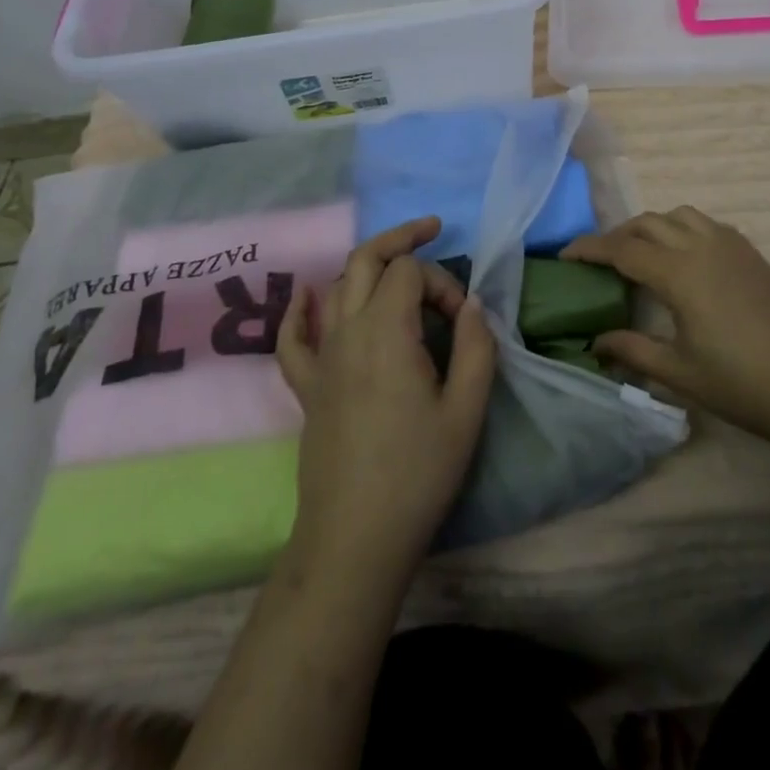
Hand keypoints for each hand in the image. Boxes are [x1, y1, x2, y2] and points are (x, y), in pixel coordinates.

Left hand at [277, 217, 495, 579]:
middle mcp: (347, 331)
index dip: (443, 281)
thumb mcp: (467, 410)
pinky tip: (308, 298)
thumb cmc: (418, 473)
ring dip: (367, 266)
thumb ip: (477, 346)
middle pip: (366, 259)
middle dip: (400, 239)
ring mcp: (321, 357)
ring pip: (337, 287)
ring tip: (397, 269)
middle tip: (431, 231)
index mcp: (387, 331)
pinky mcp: (306, 386)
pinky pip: (293, 337)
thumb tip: (472, 304)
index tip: (462, 320)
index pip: (411, 272)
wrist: (355, 538)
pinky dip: (301, 310)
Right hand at [564, 207, 769, 453]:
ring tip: (640, 255)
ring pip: (679, 215)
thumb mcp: (680, 372)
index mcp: (680, 273)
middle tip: (599, 260)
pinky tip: (683, 259)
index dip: (589, 248)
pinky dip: (682, 229)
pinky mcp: (751, 253)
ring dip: (652, 226)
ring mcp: (731, 245)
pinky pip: (705, 224)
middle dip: (618, 235)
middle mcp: (702, 246)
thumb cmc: (743, 385)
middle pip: (648, 223)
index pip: (622, 249)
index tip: (564, 255)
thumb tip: (597, 341)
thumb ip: (633, 350)